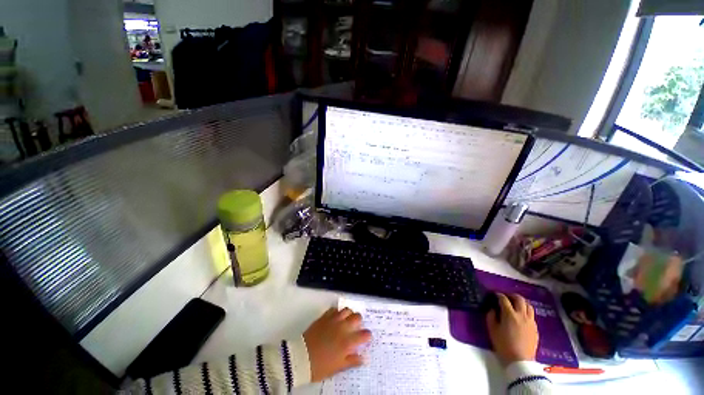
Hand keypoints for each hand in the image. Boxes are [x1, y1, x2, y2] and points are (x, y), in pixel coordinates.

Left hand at [303, 307, 372, 381]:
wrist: (301, 357)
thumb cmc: (321, 366)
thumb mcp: (338, 367)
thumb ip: (352, 361)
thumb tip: (364, 358)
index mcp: (348, 342)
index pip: (364, 334)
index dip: (367, 335)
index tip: (366, 338)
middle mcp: (343, 327)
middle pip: (357, 317)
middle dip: (359, 322)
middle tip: (356, 328)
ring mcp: (334, 320)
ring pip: (347, 310)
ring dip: (349, 314)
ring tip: (346, 320)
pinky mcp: (325, 316)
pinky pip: (334, 309)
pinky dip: (337, 312)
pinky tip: (335, 318)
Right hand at [485, 293, 538, 365]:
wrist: (520, 361)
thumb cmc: (503, 345)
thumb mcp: (492, 329)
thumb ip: (491, 316)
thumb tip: (493, 309)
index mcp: (509, 314)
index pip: (504, 299)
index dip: (498, 295)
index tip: (494, 295)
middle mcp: (521, 315)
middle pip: (519, 299)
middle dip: (512, 295)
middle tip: (506, 297)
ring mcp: (530, 322)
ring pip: (528, 306)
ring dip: (521, 302)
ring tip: (515, 304)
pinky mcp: (535, 328)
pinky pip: (531, 315)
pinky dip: (526, 312)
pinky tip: (521, 317)